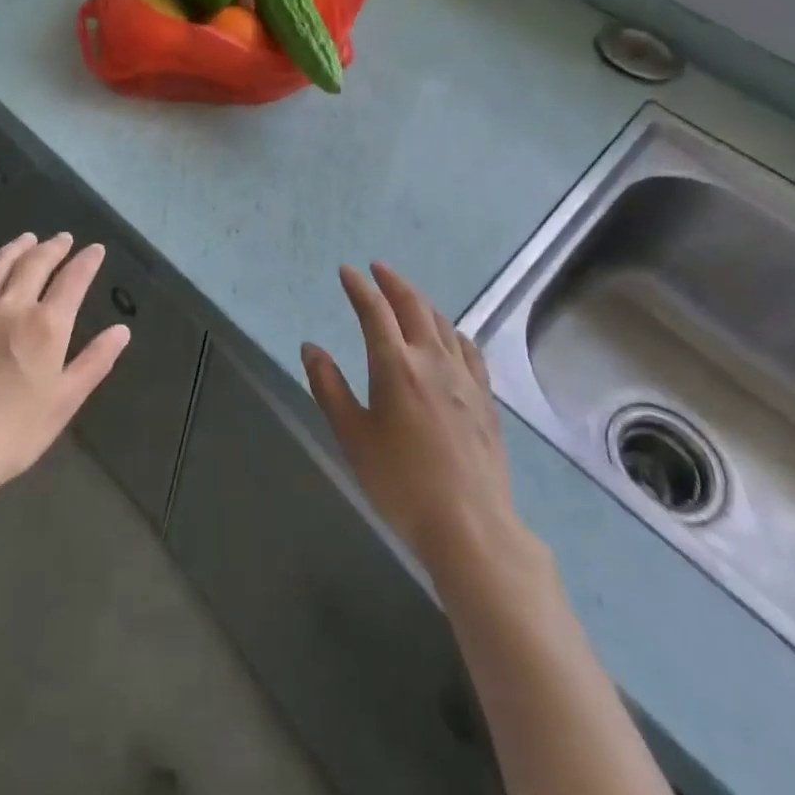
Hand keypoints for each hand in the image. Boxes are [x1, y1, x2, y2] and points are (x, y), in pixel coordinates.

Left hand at [0, 233, 128, 544]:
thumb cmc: (13, 433)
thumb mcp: (64, 402)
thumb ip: (95, 361)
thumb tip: (122, 330)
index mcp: (46, 325)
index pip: (73, 279)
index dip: (86, 261)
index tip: (95, 249)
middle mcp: (11, 306)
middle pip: (35, 263)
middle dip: (53, 247)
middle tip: (63, 239)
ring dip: (17, 248)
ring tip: (27, 240)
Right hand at [301, 264, 532, 579]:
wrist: (470, 525)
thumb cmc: (400, 482)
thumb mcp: (352, 436)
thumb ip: (328, 387)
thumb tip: (310, 347)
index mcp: (395, 365)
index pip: (374, 311)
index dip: (359, 288)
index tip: (347, 271)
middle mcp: (431, 359)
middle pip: (413, 306)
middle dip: (393, 282)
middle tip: (377, 269)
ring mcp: (464, 377)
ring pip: (443, 323)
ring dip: (421, 301)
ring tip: (407, 295)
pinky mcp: (484, 398)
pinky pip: (469, 349)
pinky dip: (453, 331)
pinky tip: (450, 335)